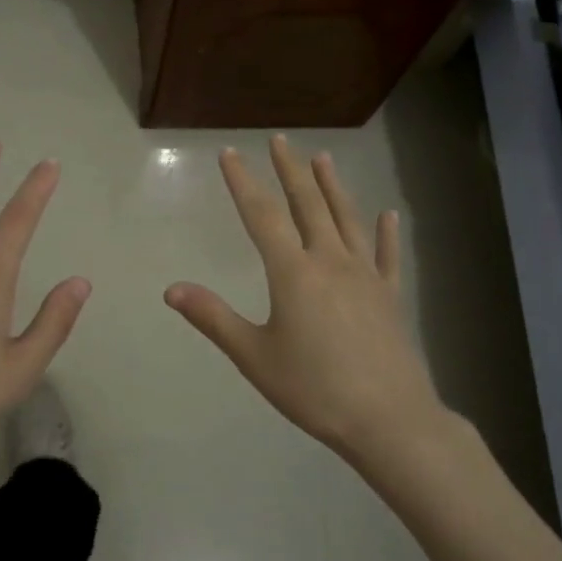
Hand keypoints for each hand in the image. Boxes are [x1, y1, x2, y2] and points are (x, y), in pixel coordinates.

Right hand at [165, 136, 447, 463]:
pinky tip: (388, 215)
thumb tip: (171, 288)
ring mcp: (365, 276)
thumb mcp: (254, 357)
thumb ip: (213, 318)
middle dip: (290, 170)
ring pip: (346, 219)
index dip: (243, 182)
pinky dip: (386, 233)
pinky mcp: (390, 296)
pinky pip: (387, 255)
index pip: (262, 216)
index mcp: (293, 273)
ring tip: (323, 158)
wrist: (389, 420)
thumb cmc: (314, 389)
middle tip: (280, 140)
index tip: (230, 153)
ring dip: (333, 187)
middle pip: (308, 205)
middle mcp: (330, 261)